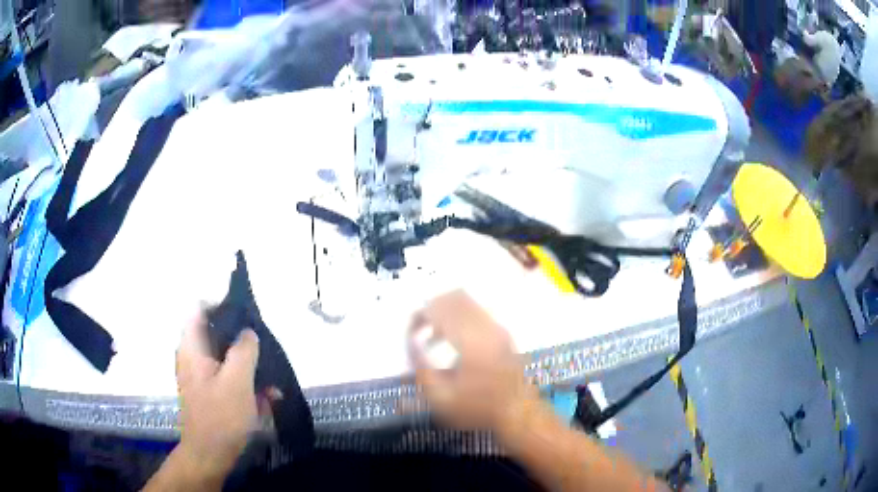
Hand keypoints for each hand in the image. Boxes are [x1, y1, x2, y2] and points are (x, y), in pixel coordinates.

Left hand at [175, 312, 259, 478]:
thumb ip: (244, 350)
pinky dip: (244, 382)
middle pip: (214, 332)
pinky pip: (226, 376)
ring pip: (223, 356)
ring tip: (270, 379)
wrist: (209, 455)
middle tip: (263, 346)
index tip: (246, 314)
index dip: (221, 304)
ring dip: (247, 365)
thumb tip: (248, 332)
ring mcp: (199, 375)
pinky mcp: (207, 391)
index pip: (200, 308)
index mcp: (192, 347)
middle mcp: (191, 356)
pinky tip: (265, 398)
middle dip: (240, 339)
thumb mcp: (237, 381)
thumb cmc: (220, 416)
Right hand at [409, 290, 536, 431]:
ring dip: (444, 311)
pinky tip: (450, 340)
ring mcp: (497, 327)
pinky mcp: (502, 332)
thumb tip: (410, 342)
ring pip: (466, 301)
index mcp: (471, 341)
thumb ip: (421, 368)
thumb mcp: (441, 398)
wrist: (517, 413)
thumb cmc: (478, 409)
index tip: (410, 333)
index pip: (440, 309)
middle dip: (430, 308)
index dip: (419, 316)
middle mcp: (486, 327)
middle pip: (453, 297)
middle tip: (418, 330)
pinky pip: (476, 310)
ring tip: (431, 336)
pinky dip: (458, 316)